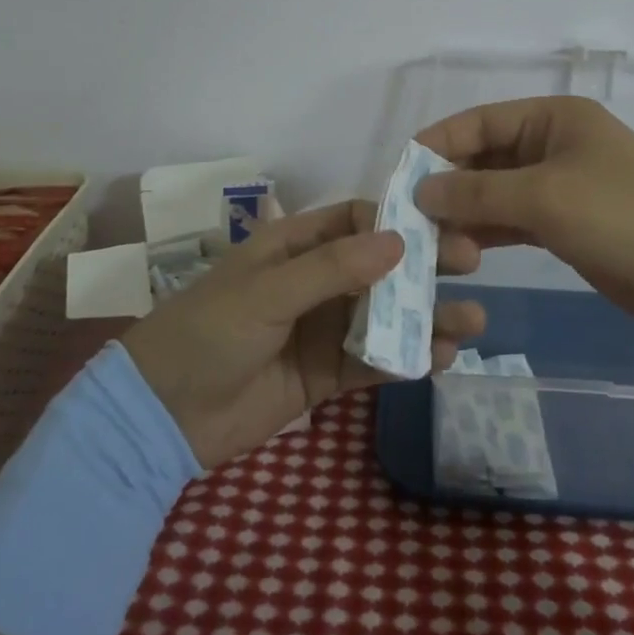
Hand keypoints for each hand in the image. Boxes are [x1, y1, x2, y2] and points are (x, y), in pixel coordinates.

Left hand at [122, 200, 485, 469]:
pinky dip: (405, 358)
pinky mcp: (324, 374)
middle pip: (379, 265)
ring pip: (384, 314)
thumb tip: (399, 241)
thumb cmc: (208, 333)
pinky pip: (372, 360)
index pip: (356, 219)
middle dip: (423, 266)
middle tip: (471, 265)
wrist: (161, 415)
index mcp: (294, 245)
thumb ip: (332, 269)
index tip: (443, 226)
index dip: (398, 220)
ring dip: (425, 316)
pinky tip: (440, 359)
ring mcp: (321, 328)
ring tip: (472, 322)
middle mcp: (314, 280)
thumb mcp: (267, 292)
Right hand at [415, 96, 633, 333]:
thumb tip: (421, 190)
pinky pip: (516, 220)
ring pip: (498, 192)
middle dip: (449, 184)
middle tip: (408, 216)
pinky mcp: (569, 223)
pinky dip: (489, 232)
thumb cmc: (624, 217)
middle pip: (485, 157)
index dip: (437, 144)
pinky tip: (461, 251)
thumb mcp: (545, 197)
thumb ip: (477, 193)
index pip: (479, 121)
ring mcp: (563, 185)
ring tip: (428, 239)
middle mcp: (554, 144)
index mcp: (553, 118)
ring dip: (465, 212)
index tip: (399, 174)